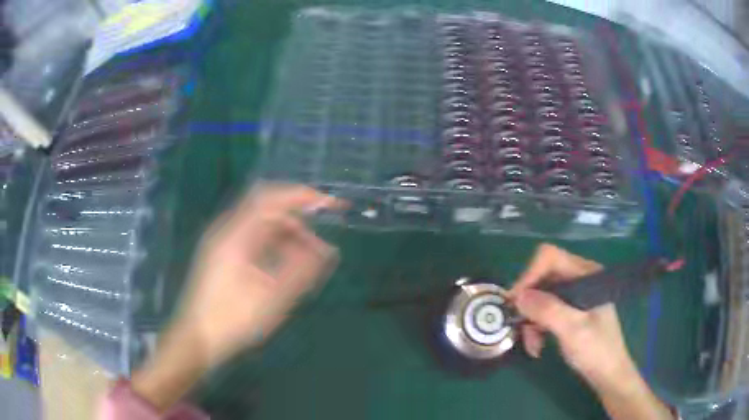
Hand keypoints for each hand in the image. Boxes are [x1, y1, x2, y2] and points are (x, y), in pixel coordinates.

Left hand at [178, 184, 344, 366]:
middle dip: (298, 222)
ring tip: (308, 261)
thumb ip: (302, 271)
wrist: (197, 339)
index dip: (301, 196)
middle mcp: (227, 231)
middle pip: (267, 210)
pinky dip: (274, 247)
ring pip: (261, 226)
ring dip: (287, 237)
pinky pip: (253, 240)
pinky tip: (286, 266)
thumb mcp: (272, 299)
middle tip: (321, 247)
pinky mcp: (223, 256)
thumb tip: (328, 251)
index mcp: (235, 235)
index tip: (329, 204)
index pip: (270, 198)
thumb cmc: (232, 320)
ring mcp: (223, 243)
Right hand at [508, 243, 631, 387]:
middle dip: (529, 304)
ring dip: (531, 321)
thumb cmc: (596, 350)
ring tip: (532, 345)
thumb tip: (518, 296)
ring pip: (541, 297)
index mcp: (586, 274)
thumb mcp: (572, 330)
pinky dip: (537, 327)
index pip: (551, 258)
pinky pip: (545, 311)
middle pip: (543, 278)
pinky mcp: (570, 310)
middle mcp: (579, 279)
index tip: (516, 302)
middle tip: (518, 327)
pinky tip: (538, 345)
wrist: (607, 374)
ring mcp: (574, 295)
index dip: (530, 276)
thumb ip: (547, 310)